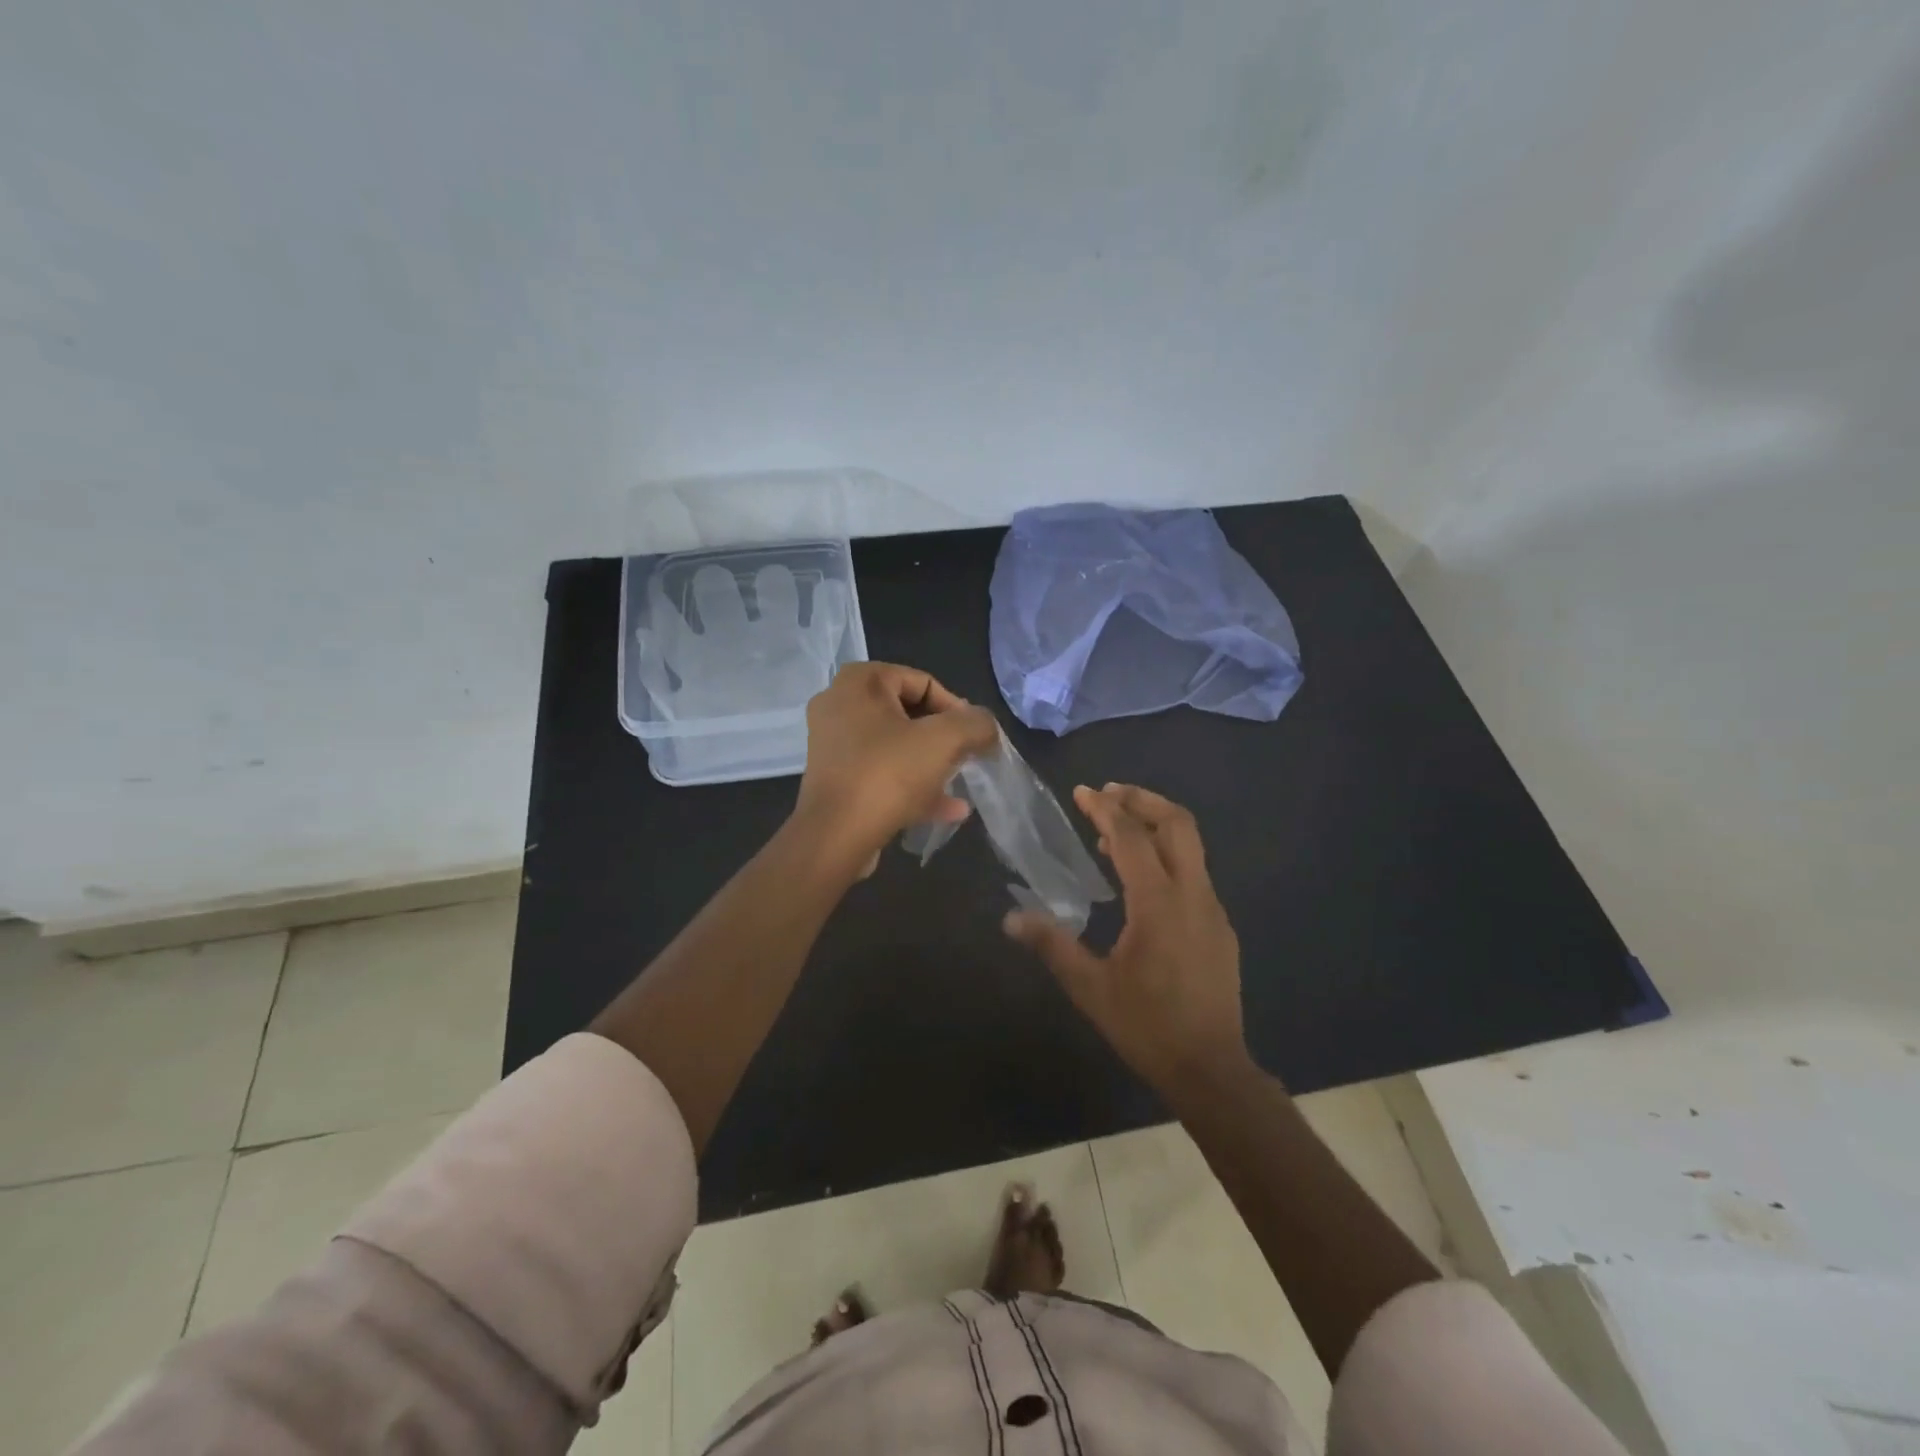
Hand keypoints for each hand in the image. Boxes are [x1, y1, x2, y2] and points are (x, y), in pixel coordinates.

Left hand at [791, 663, 998, 876]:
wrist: (835, 837)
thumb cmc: (888, 775)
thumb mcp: (945, 740)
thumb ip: (976, 724)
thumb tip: (986, 727)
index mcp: (859, 682)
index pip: (922, 682)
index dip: (956, 709)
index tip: (973, 738)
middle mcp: (839, 705)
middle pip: (909, 714)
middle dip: (943, 738)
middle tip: (967, 757)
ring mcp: (834, 745)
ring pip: (896, 746)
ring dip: (931, 764)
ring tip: (960, 783)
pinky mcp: (836, 779)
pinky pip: (882, 773)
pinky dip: (912, 786)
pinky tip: (948, 809)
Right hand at [1004, 784, 1249, 1096]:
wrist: (1211, 1069)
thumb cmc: (1146, 1026)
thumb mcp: (1090, 987)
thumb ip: (1052, 945)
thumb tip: (1010, 918)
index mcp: (1158, 903)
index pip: (1131, 837)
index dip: (1104, 809)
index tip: (1081, 792)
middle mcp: (1193, 894)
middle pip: (1177, 823)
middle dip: (1142, 800)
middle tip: (1108, 794)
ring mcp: (1212, 908)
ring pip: (1191, 845)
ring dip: (1155, 826)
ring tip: (1114, 832)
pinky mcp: (1220, 926)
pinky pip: (1193, 872)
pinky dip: (1166, 856)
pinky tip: (1139, 880)